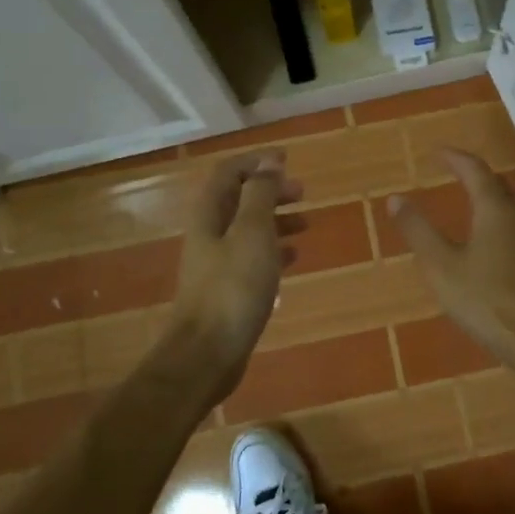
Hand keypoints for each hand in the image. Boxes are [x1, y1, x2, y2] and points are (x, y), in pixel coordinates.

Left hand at [166, 150, 303, 383]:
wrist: (208, 352)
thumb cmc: (233, 287)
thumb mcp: (253, 233)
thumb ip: (261, 195)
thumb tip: (269, 162)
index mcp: (210, 214)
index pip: (229, 172)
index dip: (256, 162)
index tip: (287, 161)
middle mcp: (209, 233)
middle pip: (239, 199)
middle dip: (270, 191)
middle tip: (302, 192)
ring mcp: (216, 262)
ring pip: (248, 228)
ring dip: (276, 219)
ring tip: (306, 223)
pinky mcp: (227, 288)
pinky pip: (252, 256)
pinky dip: (274, 249)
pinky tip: (294, 256)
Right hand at [388, 149, 514, 358]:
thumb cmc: (485, 299)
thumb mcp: (441, 266)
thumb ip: (418, 230)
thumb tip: (396, 199)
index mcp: (495, 210)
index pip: (476, 170)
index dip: (456, 158)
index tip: (438, 152)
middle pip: (498, 186)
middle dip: (475, 175)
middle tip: (454, 172)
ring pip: (510, 208)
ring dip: (489, 200)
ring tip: (468, 204)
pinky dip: (498, 223)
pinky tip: (488, 244)